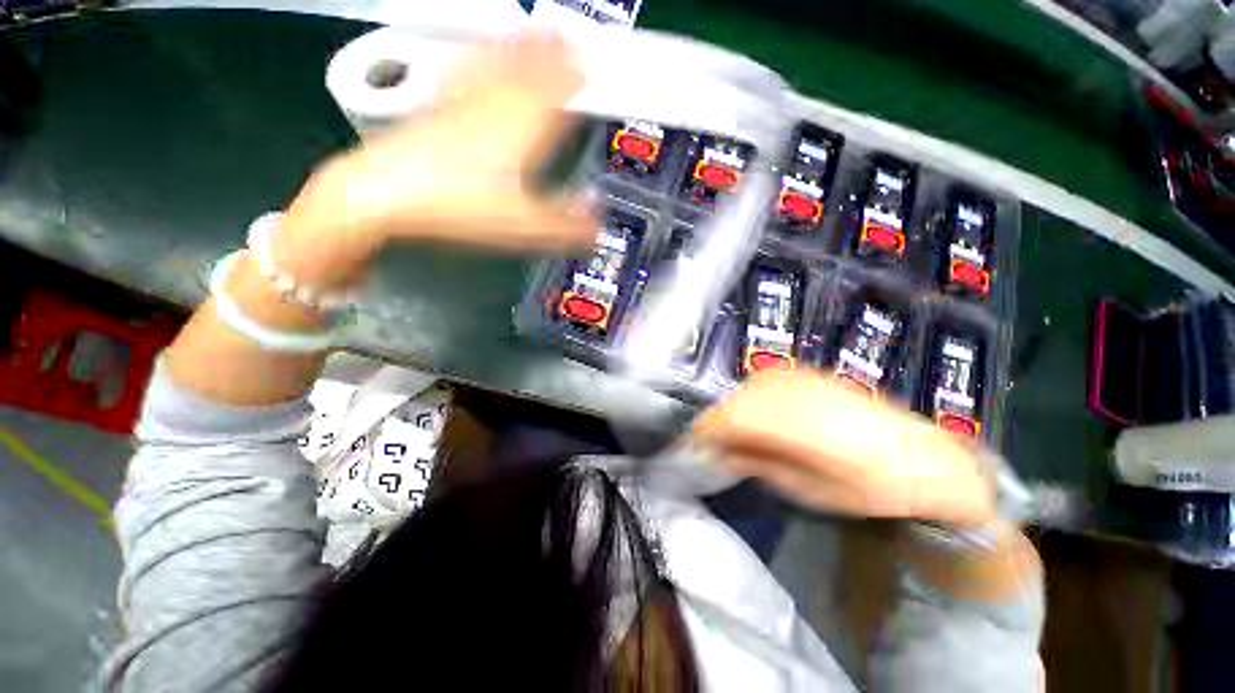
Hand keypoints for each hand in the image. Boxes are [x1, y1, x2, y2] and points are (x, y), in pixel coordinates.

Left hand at [273, 33, 595, 287]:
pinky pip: (464, 76)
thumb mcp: (524, 228)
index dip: (576, 76)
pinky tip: (478, 58)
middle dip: (552, 54)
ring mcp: (460, 104)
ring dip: (520, 49)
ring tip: (535, 33)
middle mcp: (493, 105)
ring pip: (497, 66)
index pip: (556, 91)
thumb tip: (600, 229)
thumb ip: (567, 228)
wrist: (380, 197)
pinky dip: (479, 61)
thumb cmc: (460, 210)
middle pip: (528, 71)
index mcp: (521, 128)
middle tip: (569, 37)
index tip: (593, 61)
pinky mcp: (433, 112)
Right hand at [692, 369, 995, 527]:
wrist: (925, 457)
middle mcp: (793, 392)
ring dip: (733, 410)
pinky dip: (750, 398)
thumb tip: (722, 452)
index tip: (695, 448)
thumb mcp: (811, 490)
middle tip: (713, 446)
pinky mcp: (809, 374)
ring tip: (733, 433)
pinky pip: (764, 382)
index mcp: (794, 425)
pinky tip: (756, 414)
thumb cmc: (870, 487)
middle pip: (734, 401)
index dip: (706, 432)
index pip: (730, 419)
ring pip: (746, 389)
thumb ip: (760, 465)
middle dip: (717, 424)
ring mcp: (801, 378)